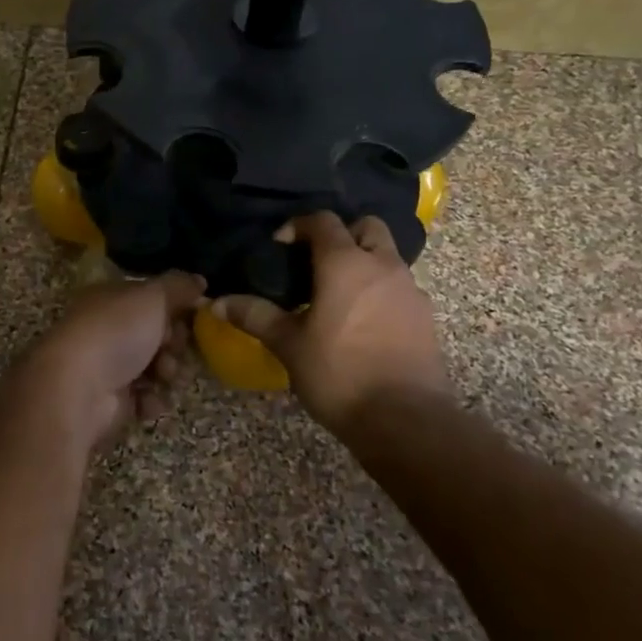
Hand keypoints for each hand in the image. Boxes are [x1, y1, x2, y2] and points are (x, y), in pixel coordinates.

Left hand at [17, 272, 205, 450]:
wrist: (77, 388)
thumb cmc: (115, 332)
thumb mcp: (153, 297)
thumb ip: (179, 286)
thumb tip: (200, 281)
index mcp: (110, 298)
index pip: (152, 299)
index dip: (176, 308)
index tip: (194, 317)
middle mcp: (107, 329)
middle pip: (157, 335)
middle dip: (174, 344)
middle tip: (172, 349)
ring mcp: (107, 366)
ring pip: (155, 368)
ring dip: (167, 373)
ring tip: (162, 377)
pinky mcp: (111, 400)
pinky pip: (145, 398)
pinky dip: (150, 400)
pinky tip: (147, 400)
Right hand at [215, 212, 451, 432]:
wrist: (404, 419)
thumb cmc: (339, 373)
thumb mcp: (288, 344)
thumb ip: (254, 316)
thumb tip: (216, 303)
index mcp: (345, 263)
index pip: (323, 221)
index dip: (298, 226)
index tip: (279, 247)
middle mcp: (382, 266)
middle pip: (366, 227)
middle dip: (341, 234)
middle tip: (315, 262)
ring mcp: (409, 290)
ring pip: (386, 257)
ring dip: (363, 263)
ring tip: (336, 295)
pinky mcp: (425, 317)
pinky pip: (399, 287)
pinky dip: (379, 291)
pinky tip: (361, 322)